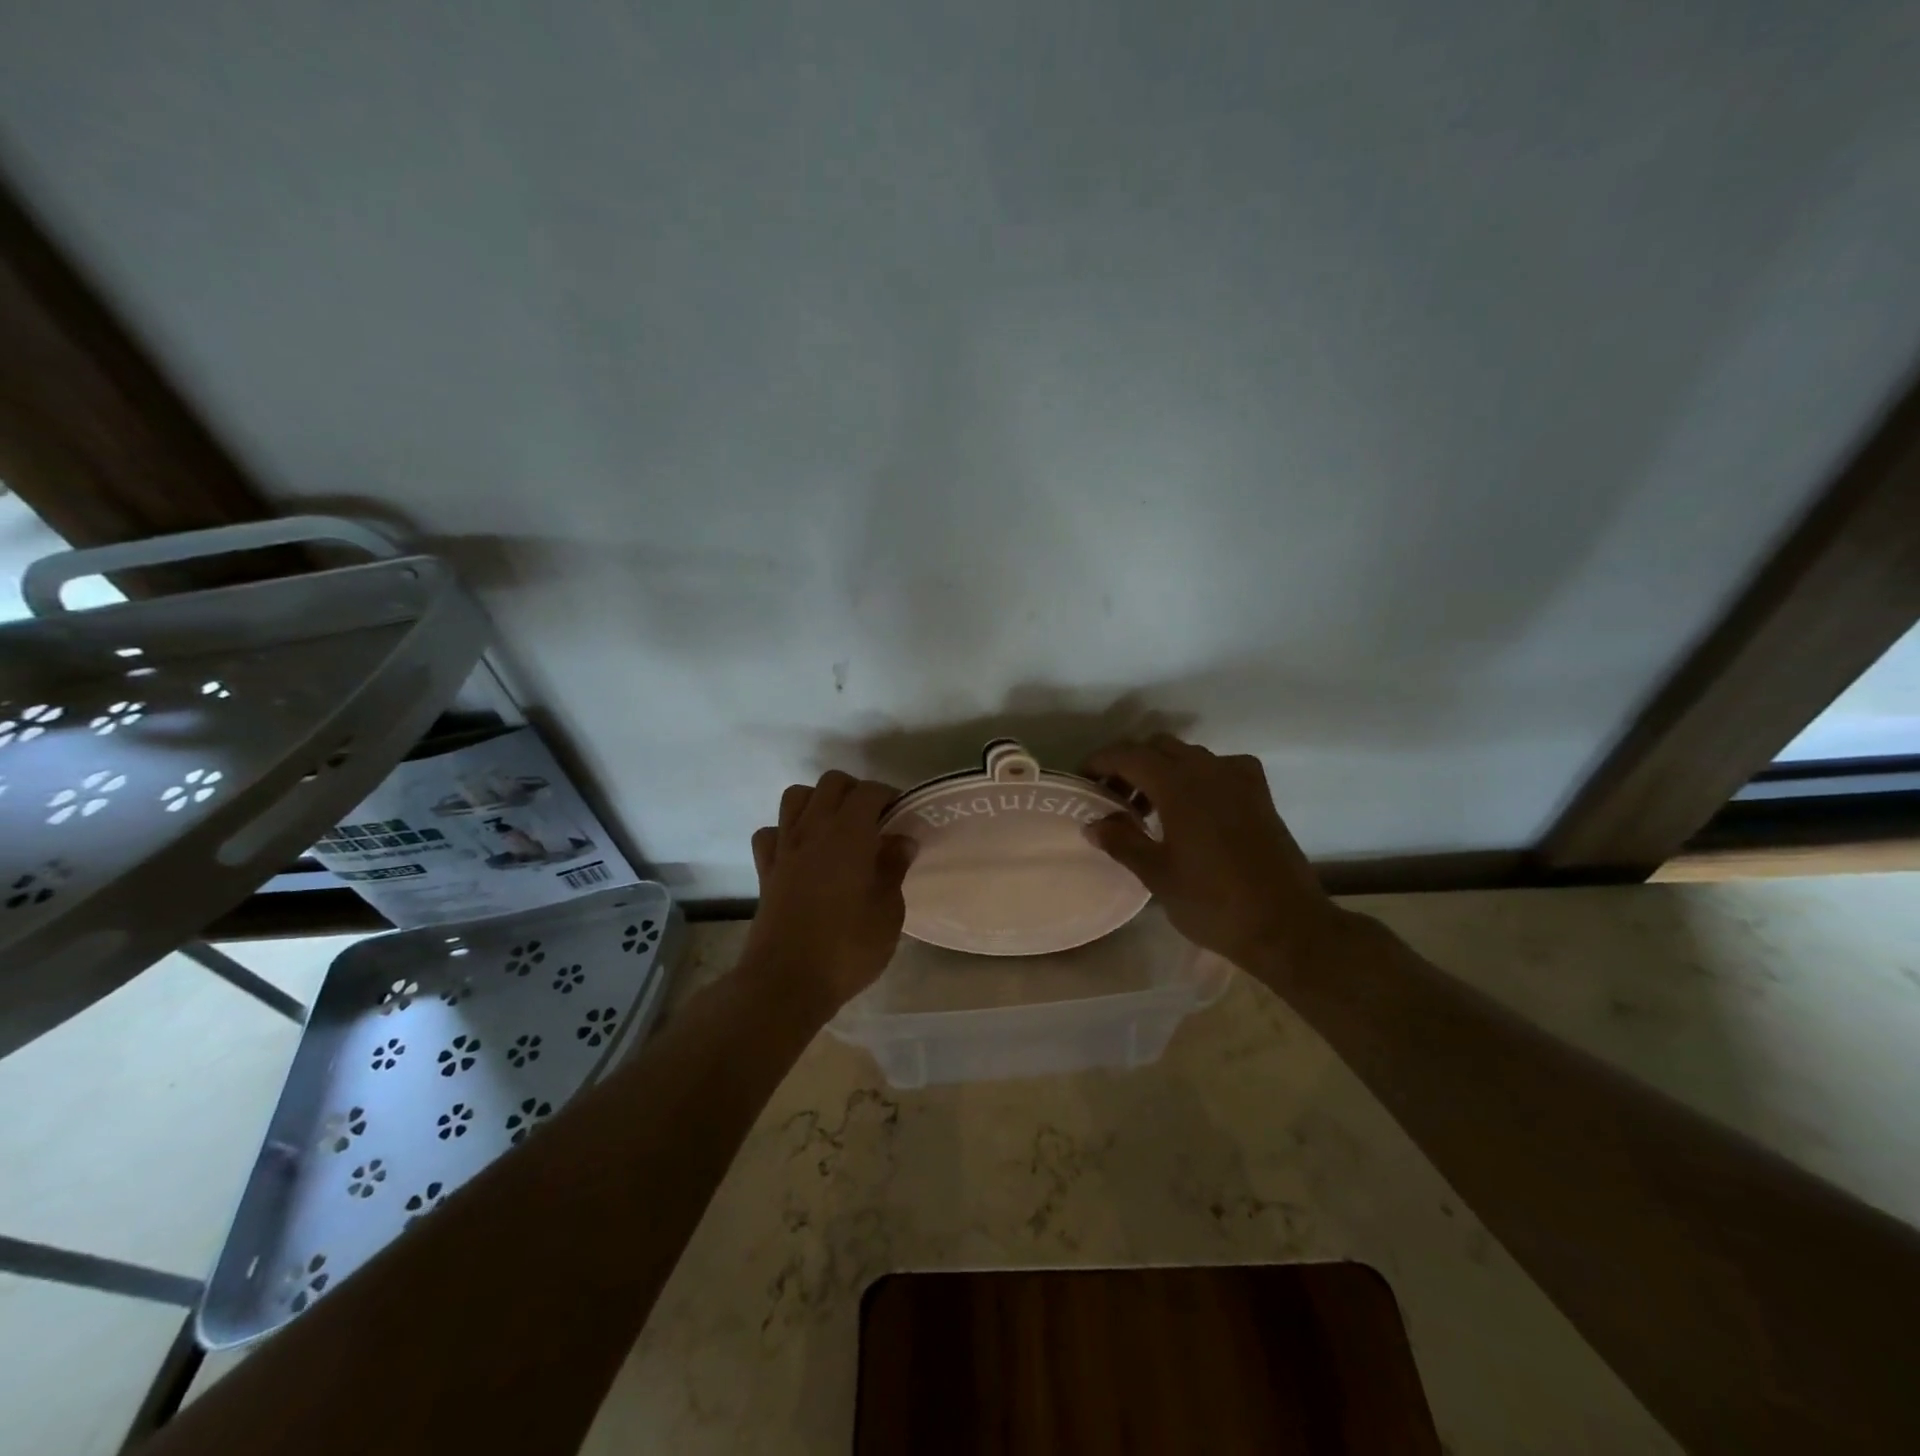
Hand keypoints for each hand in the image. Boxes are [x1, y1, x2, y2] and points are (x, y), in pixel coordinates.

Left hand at [742, 770, 915, 1017]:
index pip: (869, 792)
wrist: (786, 983)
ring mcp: (784, 848)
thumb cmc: (847, 948)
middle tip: (874, 820)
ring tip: (837, 828)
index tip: (903, 816)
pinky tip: (802, 853)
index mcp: (848, 834)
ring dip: (818, 802)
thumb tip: (901, 840)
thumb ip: (894, 868)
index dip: (889, 796)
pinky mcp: (765, 871)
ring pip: (795, 797)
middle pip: (831, 783)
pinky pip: (771, 833)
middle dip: (855, 791)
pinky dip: (786, 833)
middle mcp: (813, 830)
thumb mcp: (888, 912)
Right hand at [1082, 735, 1340, 978]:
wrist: (1286, 926)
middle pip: (1158, 747)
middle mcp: (1208, 770)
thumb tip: (1093, 823)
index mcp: (1179, 785)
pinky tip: (1194, 806)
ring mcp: (1239, 779)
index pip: (1128, 755)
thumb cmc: (1214, 903)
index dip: (1100, 762)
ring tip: (1147, 809)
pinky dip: (1197, 775)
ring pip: (1188, 755)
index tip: (1082, 780)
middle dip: (1129, 764)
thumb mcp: (1158, 875)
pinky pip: (1219, 767)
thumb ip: (1122, 842)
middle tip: (1112, 797)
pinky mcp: (1259, 794)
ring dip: (1161, 769)